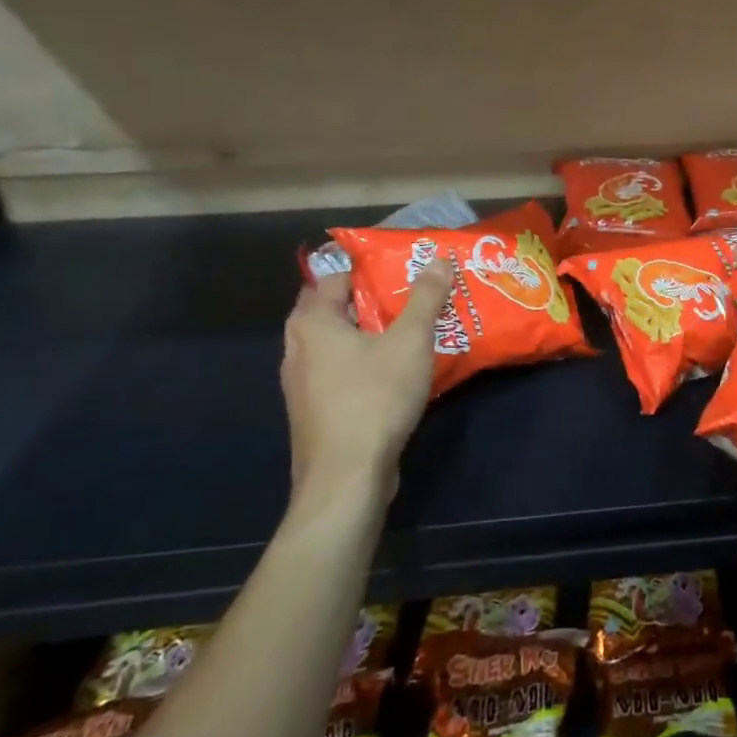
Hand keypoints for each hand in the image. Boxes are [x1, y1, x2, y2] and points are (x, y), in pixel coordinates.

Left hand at [280, 262, 453, 508]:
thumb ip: (425, 298)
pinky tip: (395, 372)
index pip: (334, 276)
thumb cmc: (375, 397)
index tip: (402, 265)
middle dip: (370, 300)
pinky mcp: (314, 412)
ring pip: (336, 344)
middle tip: (410, 295)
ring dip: (368, 334)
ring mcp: (301, 384)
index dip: (368, 267)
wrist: (347, 477)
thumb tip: (439, 259)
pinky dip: (363, 363)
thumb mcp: (410, 341)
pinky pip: (339, 372)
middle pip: (334, 310)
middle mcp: (297, 348)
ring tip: (409, 330)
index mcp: (312, 322)